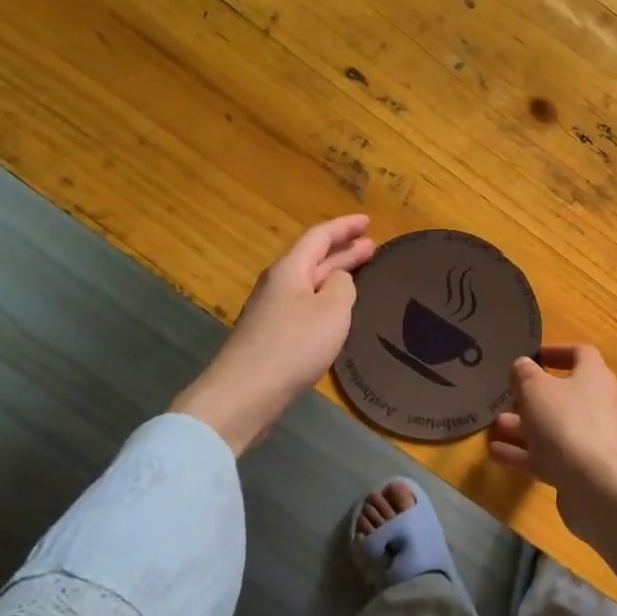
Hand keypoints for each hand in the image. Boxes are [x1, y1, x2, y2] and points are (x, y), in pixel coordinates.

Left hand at [172, 215, 374, 453]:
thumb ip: (343, 286)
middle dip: (343, 249)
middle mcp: (278, 283)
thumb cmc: (293, 345)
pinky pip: (305, 303)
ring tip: (360, 273)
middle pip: (313, 257)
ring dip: (335, 274)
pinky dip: (326, 297)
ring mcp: (272, 310)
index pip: (319, 236)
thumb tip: (339, 279)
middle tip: (372, 246)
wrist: (244, 394)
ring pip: (309, 281)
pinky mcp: (272, 335)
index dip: (345, 227)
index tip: (368, 221)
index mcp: (290, 269)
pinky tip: (337, 310)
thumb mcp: (331, 310)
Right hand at [488, 344, 616, 545]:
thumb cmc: (565, 423)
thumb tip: (523, 364)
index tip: (534, 357)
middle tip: (508, 396)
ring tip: (496, 425)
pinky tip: (496, 453)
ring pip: (555, 427)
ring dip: (526, 425)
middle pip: (566, 394)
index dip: (557, 352)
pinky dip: (525, 453)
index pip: (581, 354)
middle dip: (534, 396)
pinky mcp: (582, 471)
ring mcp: (591, 440)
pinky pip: (550, 456)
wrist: (597, 487)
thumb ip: (525, 374)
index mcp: (594, 377)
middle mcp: (598, 405)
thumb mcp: (535, 389)